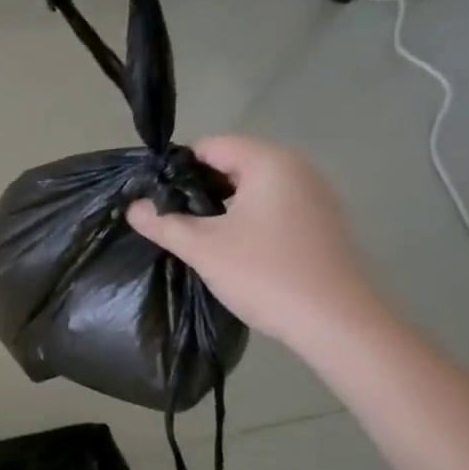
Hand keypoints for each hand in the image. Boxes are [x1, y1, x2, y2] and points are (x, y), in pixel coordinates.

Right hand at [127, 135, 381, 345]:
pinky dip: (246, 219)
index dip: (176, 170)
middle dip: (197, 189)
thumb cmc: (265, 274)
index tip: (155, 201)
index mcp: (270, 162)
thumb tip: (133, 207)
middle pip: (231, 163)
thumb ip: (163, 223)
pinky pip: (271, 207)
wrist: (335, 323)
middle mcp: (296, 168)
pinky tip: (232, 249)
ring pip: (251, 187)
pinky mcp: (319, 222)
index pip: (210, 146)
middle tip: (170, 221)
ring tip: (196, 237)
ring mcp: (313, 195)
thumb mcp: (203, 248)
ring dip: (221, 207)